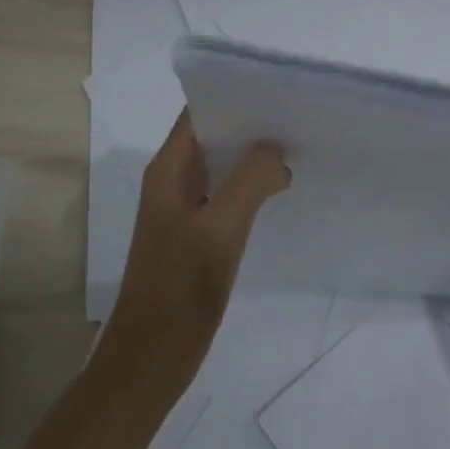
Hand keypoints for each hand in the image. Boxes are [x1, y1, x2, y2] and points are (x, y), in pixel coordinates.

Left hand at [101, 113, 290, 389]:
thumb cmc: (180, 289)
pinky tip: (281, 190)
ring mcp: (183, 209)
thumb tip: (276, 152)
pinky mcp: (195, 234)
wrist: (150, 359)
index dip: (235, 95)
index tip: (278, 89)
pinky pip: (225, 195)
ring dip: (253, 157)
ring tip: (298, 146)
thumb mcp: (220, 229)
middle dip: (251, 124)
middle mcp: (172, 180)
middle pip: (213, 135)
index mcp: (168, 169)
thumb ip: (251, 181)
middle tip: (298, 116)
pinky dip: (250, 186)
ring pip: (221, 166)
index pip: (200, 112)